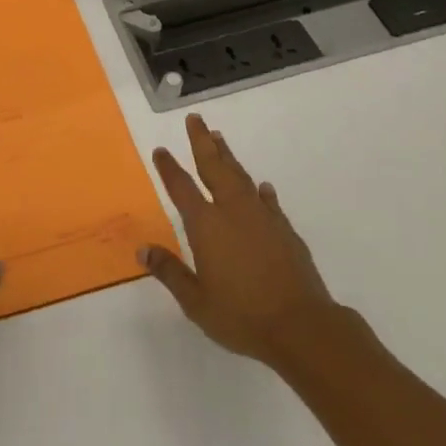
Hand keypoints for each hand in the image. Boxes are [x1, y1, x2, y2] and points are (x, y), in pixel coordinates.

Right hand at [141, 114, 338, 370]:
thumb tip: (143, 249)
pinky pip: (269, 201)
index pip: (182, 187)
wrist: (303, 327)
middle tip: (195, 119)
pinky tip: (262, 186)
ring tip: (219, 138)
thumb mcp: (196, 302)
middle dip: (202, 141)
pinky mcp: (285, 230)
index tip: (161, 150)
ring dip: (228, 156)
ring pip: (241, 177)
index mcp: (206, 225)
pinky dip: (262, 191)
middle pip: (214, 167)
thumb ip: (170, 272)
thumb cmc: (242, 316)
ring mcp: (262, 218)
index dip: (169, 167)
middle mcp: (232, 211)